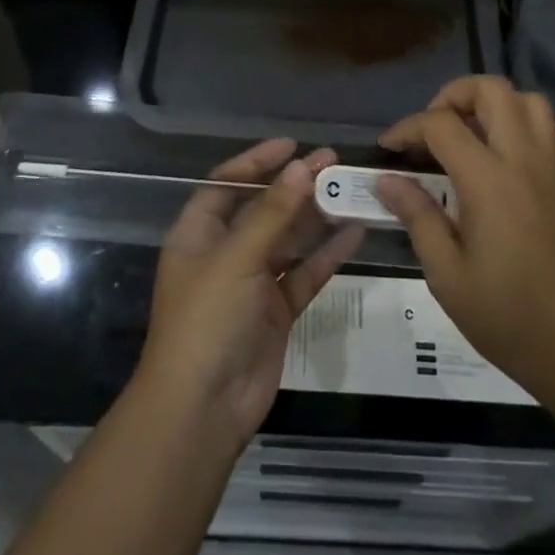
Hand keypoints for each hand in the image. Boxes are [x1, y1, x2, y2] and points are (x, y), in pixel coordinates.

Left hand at [137, 140, 363, 446]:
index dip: (257, 162)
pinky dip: (327, 254)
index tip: (292, 146)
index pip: (227, 183)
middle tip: (334, 162)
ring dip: (316, 216)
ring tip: (351, 189)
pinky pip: (305, 273)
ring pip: (289, 239)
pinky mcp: (277, 311)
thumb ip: (272, 212)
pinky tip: (355, 232)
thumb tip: (302, 166)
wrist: (203, 409)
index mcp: (199, 233)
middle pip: (263, 208)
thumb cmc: (207, 319)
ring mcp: (253, 282)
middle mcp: (225, 252)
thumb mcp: (236, 258)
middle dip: (295, 185)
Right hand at [375, 77, 554, 403]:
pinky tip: (517, 160)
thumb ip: (417, 216)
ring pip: (532, 103)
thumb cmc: (505, 316)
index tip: (388, 150)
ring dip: (497, 106)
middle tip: (433, 129)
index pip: (441, 124)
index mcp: (488, 181)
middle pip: (493, 90)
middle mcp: (524, 161)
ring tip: (472, 135)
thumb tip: (386, 179)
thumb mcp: (446, 274)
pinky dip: (537, 134)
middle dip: (454, 95)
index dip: (407, 128)